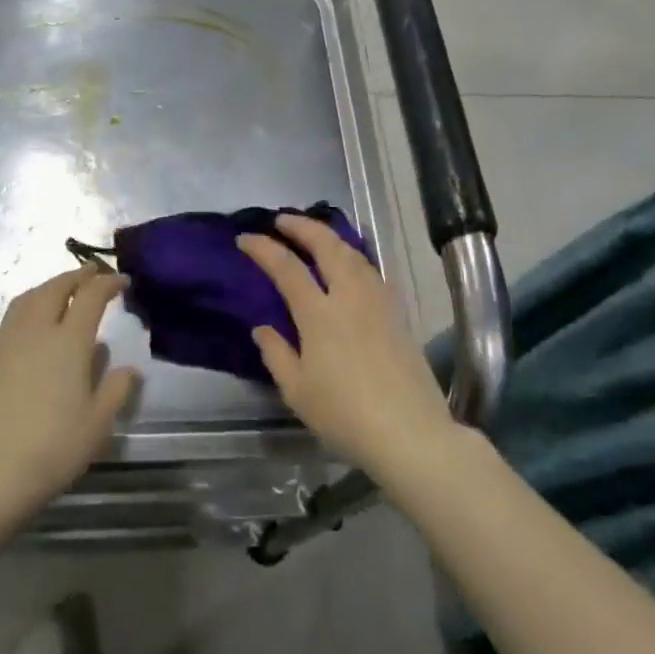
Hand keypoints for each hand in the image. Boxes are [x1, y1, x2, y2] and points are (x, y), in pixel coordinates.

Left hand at [0, 266, 138, 521]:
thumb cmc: (52, 448)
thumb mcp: (98, 424)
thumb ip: (116, 389)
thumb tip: (128, 368)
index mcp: (69, 341)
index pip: (91, 296)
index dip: (108, 283)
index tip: (122, 280)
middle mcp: (36, 331)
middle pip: (55, 288)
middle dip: (76, 276)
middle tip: (91, 274)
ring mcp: (5, 341)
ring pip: (27, 299)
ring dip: (48, 288)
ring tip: (60, 291)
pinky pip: (9, 320)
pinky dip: (26, 310)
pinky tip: (30, 328)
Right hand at [237, 215, 455, 480]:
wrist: (410, 433)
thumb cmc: (345, 415)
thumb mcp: (297, 391)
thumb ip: (276, 354)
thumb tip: (262, 328)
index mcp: (319, 314)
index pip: (287, 267)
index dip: (264, 248)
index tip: (245, 239)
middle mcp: (350, 297)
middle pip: (327, 246)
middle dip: (302, 226)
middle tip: (282, 220)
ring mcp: (378, 302)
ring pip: (354, 254)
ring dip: (330, 237)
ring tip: (314, 235)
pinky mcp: (398, 314)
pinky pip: (371, 271)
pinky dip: (353, 256)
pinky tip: (349, 265)